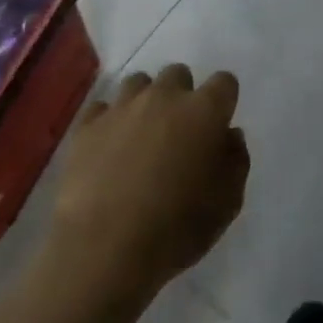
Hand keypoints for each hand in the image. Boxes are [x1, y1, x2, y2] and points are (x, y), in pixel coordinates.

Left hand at [46, 64, 248, 299]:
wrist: (103, 248)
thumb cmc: (177, 227)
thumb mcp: (228, 202)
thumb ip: (236, 161)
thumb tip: (229, 136)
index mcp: (205, 111)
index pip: (224, 82)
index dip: (224, 100)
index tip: (219, 124)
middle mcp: (164, 98)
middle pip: (178, 74)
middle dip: (183, 94)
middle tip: (180, 130)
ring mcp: (121, 108)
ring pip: (138, 83)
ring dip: (146, 101)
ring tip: (142, 135)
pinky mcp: (86, 127)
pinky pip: (102, 108)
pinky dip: (109, 121)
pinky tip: (109, 146)